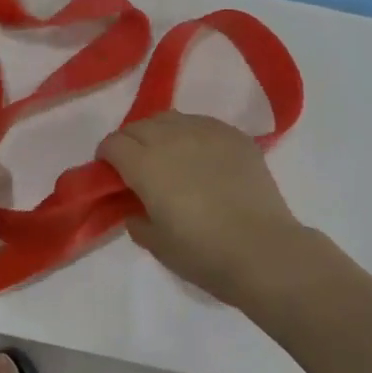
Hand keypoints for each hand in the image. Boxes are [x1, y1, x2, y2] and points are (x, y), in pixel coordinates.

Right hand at [99, 112, 309, 307]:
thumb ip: (136, 220)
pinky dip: (192, 135)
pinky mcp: (233, 134)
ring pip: (170, 118)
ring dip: (160, 133)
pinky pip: (202, 123)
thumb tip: (134, 207)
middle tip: (138, 167)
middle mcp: (171, 137)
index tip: (111, 173)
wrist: (264, 251)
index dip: (107, 156)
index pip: (113, 143)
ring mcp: (205, 131)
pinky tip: (202, 158)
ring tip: (170, 156)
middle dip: (131, 142)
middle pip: (139, 126)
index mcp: (145, 164)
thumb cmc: (204, 254)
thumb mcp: (157, 245)